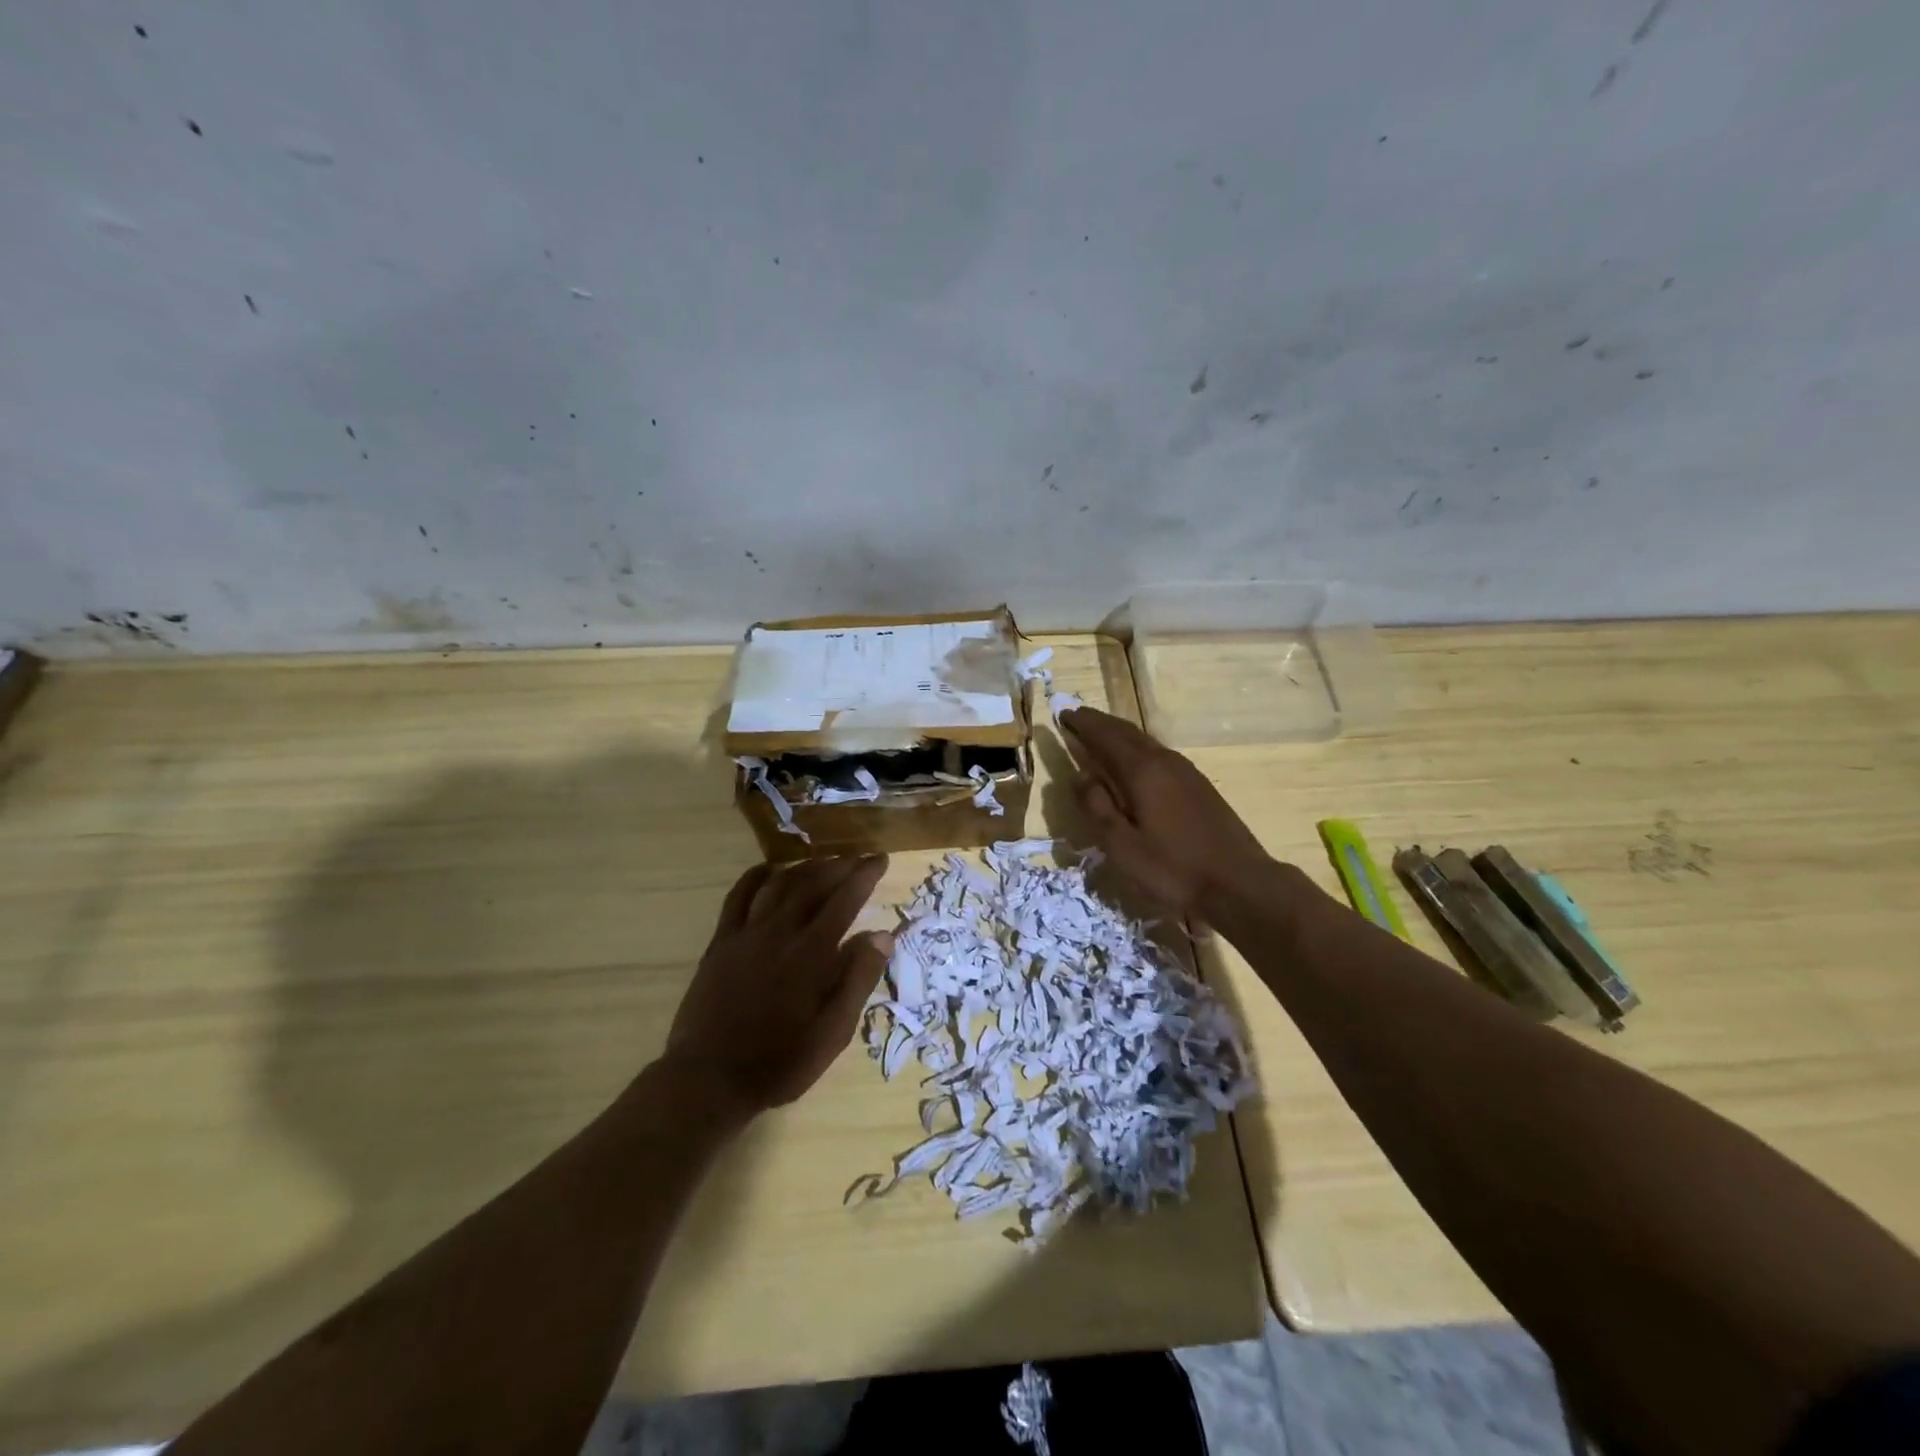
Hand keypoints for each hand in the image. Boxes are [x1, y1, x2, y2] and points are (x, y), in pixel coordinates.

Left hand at [664, 856, 892, 1112]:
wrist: (709, 1078)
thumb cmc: (780, 1062)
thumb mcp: (833, 1032)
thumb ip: (858, 979)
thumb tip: (883, 934)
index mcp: (812, 953)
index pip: (845, 899)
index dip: (864, 875)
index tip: (880, 859)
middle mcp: (780, 931)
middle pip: (814, 883)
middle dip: (840, 865)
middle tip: (859, 857)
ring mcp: (747, 933)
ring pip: (780, 884)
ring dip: (806, 867)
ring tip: (824, 861)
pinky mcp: (721, 942)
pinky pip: (739, 896)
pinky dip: (757, 876)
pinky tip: (770, 870)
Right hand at [1060, 706, 1271, 920]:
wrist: (1240, 884)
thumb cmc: (1174, 869)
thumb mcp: (1122, 847)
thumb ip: (1097, 808)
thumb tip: (1080, 776)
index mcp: (1142, 771)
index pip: (1105, 736)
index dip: (1083, 724)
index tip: (1063, 714)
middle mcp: (1164, 761)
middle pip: (1127, 732)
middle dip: (1100, 724)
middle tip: (1078, 718)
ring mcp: (1186, 772)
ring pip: (1145, 741)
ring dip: (1120, 734)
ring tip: (1100, 736)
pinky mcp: (1199, 785)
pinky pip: (1159, 754)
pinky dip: (1138, 749)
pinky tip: (1135, 763)